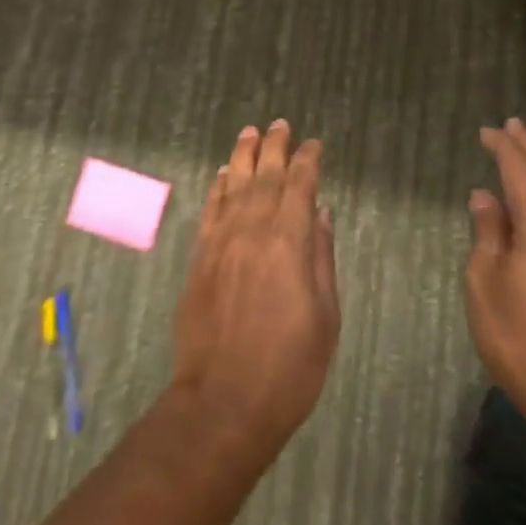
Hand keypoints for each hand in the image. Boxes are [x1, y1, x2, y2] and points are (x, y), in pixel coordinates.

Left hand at [171, 121, 339, 465]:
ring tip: (250, 134)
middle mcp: (252, 231)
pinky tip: (223, 175)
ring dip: (243, 157)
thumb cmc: (289, 367)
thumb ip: (322, 258)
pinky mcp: (200, 257)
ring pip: (234, 186)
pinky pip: (210, 210)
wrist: (224, 399)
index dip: (308, 162)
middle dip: (274, 148)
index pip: (300, 187)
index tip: (314, 144)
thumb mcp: (325, 317)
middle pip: (265, 177)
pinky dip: (218, 188)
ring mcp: (221, 241)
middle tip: (280, 125)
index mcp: (289, 244)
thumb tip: (322, 214)